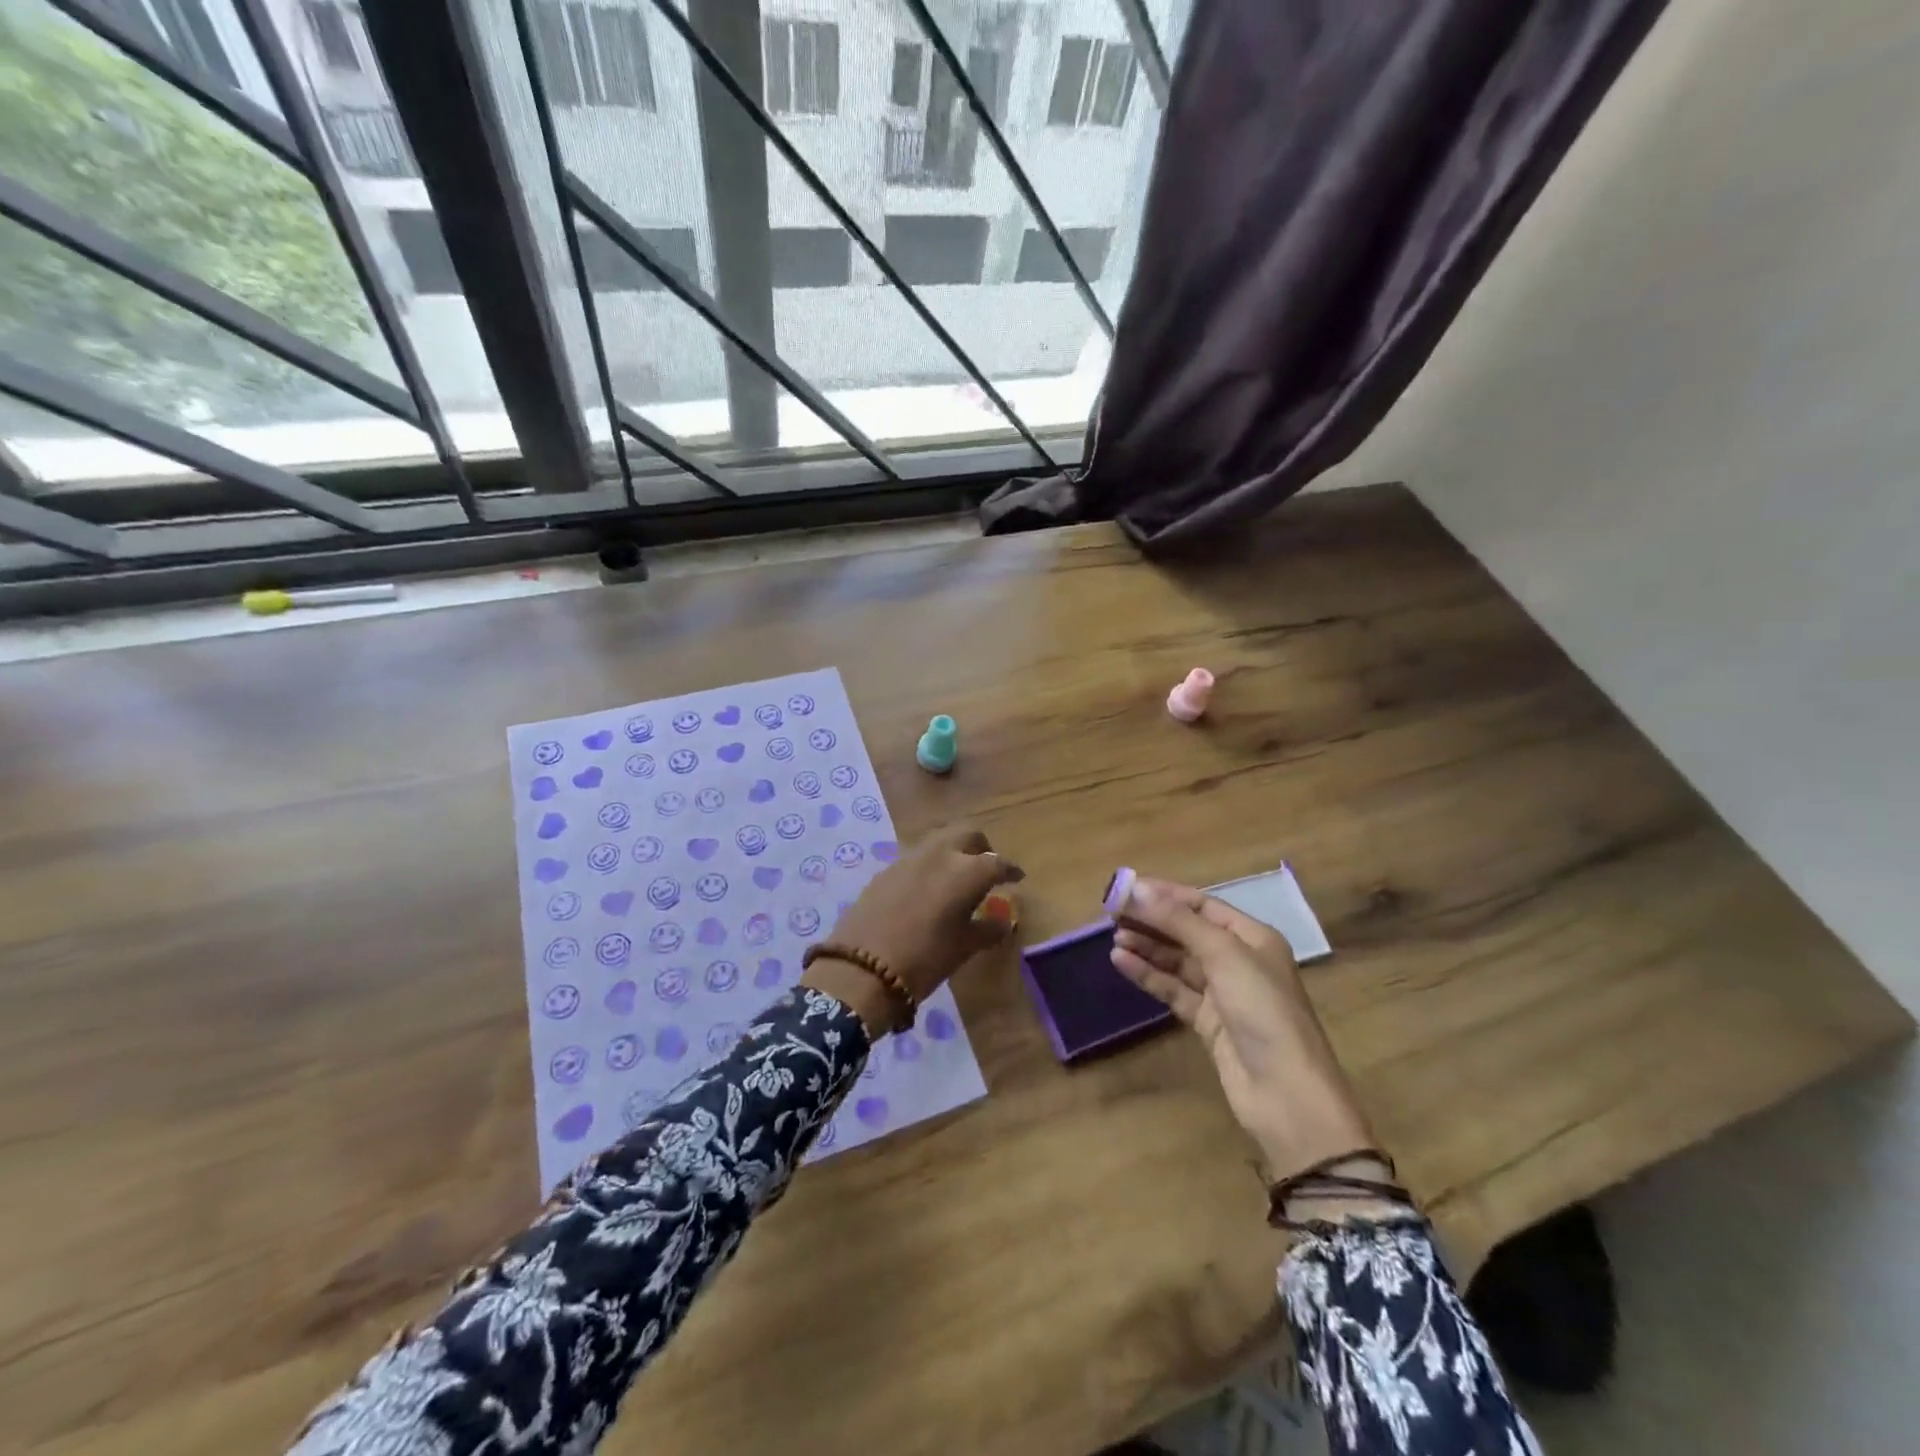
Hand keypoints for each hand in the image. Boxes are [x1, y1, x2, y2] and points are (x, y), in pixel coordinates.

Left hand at [802, 826, 1020, 1034]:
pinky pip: (918, 856)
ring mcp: (910, 857)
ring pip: (940, 840)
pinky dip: (931, 864)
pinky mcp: (887, 868)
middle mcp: (940, 854)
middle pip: (968, 834)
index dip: (1010, 870)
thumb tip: (1003, 919)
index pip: (997, 862)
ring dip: (954, 851)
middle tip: (987, 868)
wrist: (862, 968)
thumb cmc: (925, 959)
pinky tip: (929, 888)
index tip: (1017, 878)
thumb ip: (988, 928)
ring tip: (957, 877)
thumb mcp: (964, 947)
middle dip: (982, 847)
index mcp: (966, 871)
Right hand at [1110, 878, 1374, 1181]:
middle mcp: (1238, 960)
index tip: (1125, 888)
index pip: (1202, 904)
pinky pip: (1172, 989)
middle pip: (1187, 931)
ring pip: (1177, 961)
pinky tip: (1121, 962)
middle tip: (1111, 912)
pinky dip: (1148, 974)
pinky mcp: (1207, 1022)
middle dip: (1151, 920)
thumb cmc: (1262, 1009)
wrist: (1286, 1093)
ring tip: (1113, 937)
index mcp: (1252, 937)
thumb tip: (1136, 889)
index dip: (1164, 895)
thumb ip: (1178, 921)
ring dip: (1146, 947)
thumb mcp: (1223, 954)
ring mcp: (1222, 993)